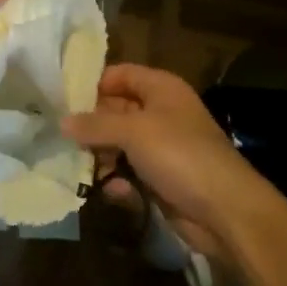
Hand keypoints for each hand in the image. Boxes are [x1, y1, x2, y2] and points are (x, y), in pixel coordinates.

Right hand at [62, 63, 283, 257]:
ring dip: (101, 156)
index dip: (93, 84)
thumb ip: (95, 125)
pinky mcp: (160, 179)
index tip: (61, 99)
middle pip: (116, 110)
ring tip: (81, 167)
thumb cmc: (180, 155)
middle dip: (91, 125)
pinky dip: (118, 180)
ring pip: (119, 144)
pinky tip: (112, 191)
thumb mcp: (134, 132)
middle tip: (61, 137)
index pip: (120, 74)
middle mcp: (161, 113)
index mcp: (161, 89)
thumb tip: (61, 121)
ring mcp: (161, 147)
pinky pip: (129, 172)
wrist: (225, 210)